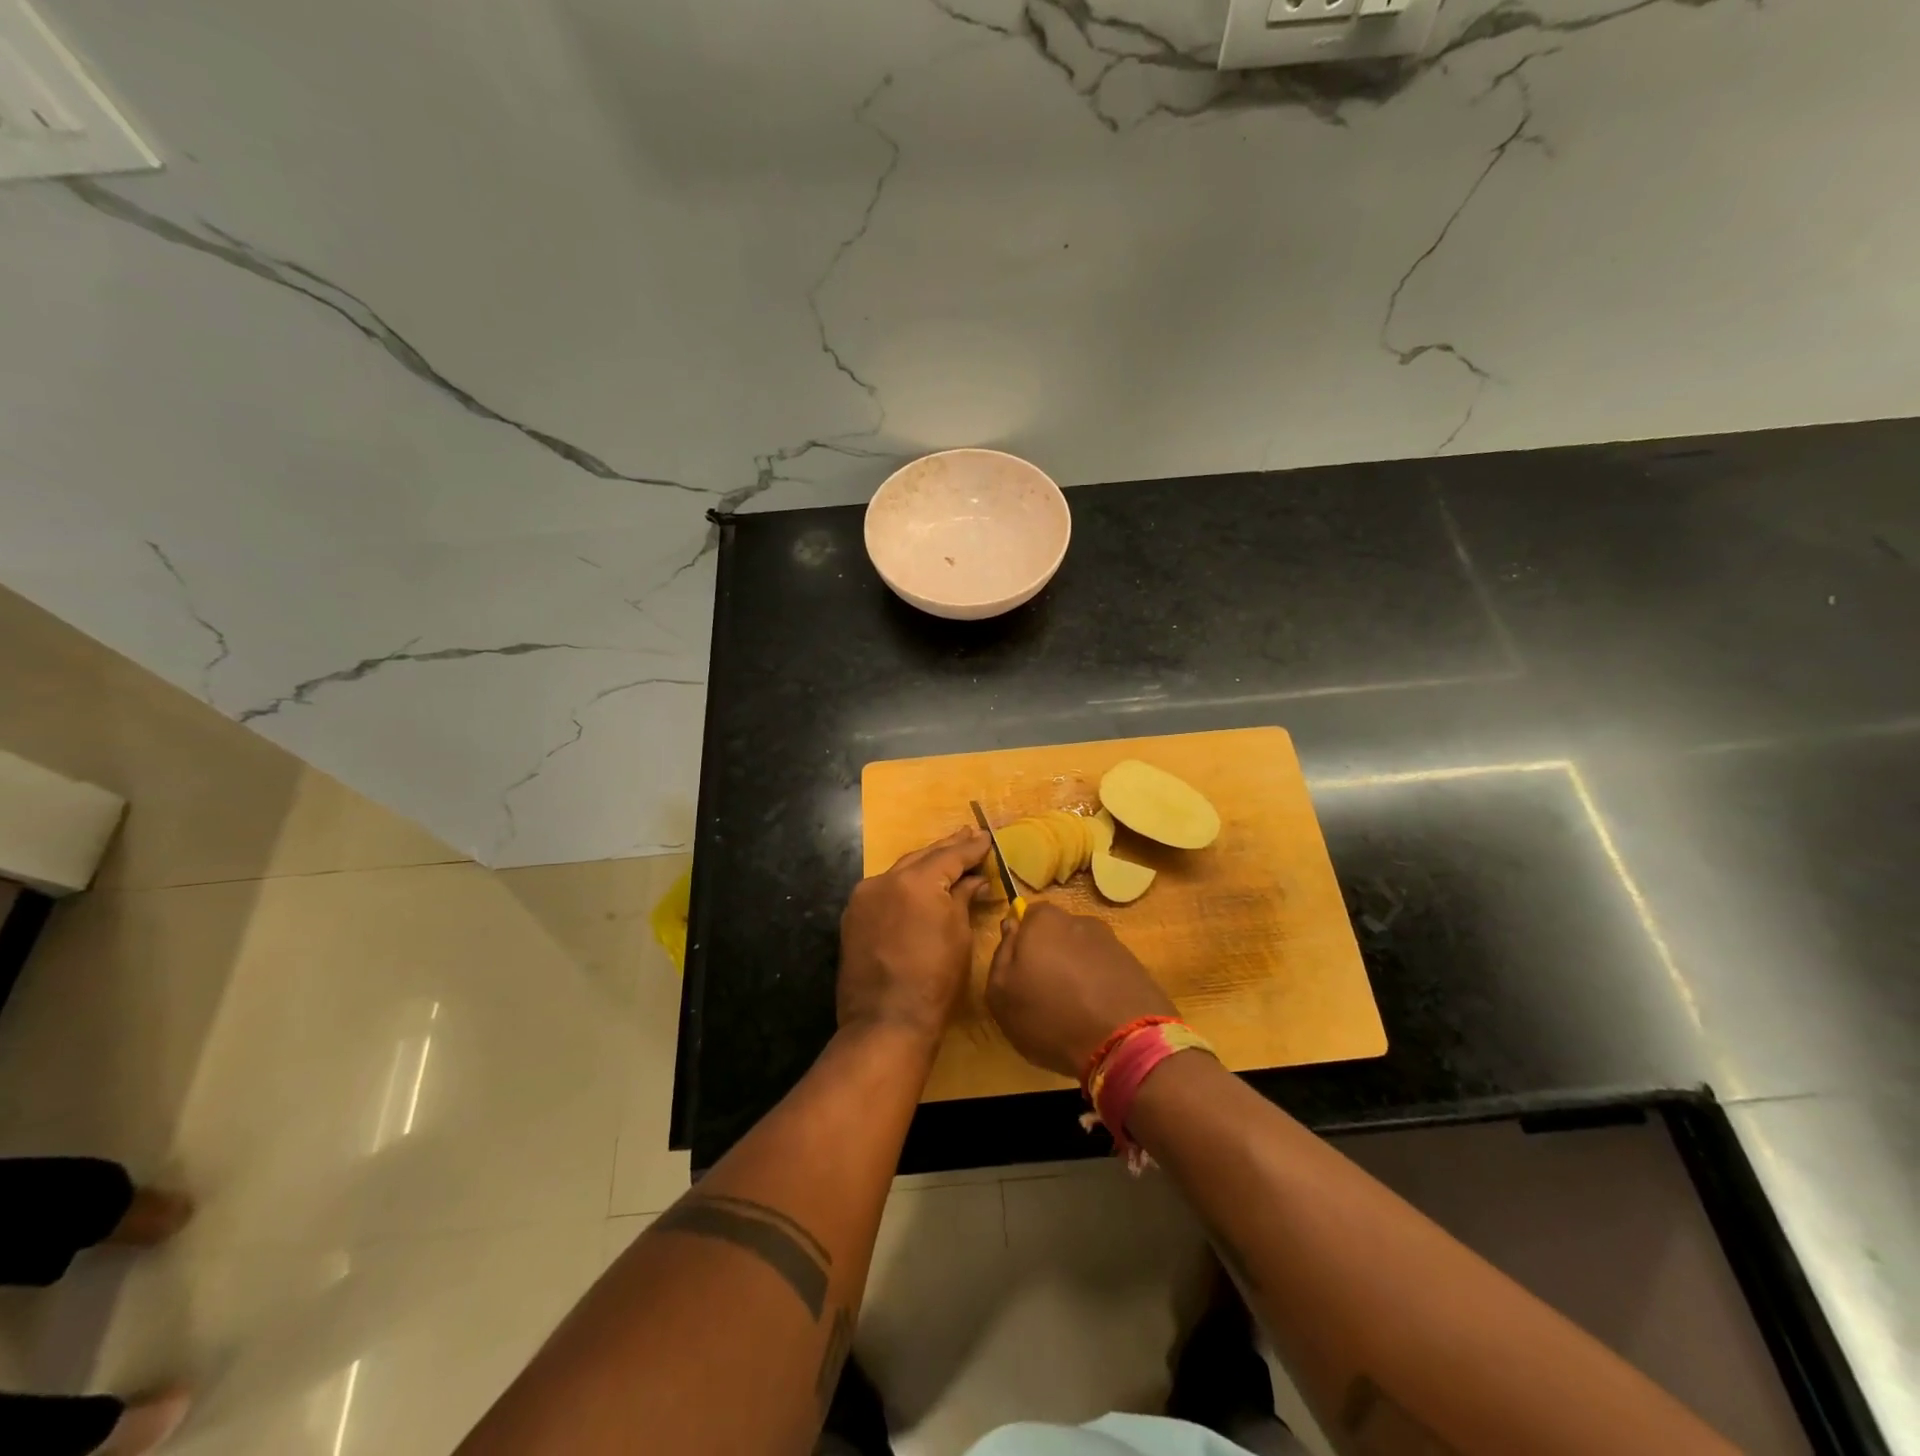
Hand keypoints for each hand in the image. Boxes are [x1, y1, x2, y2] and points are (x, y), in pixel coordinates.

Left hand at [837, 828, 991, 1044]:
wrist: (886, 1022)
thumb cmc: (935, 981)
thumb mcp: (959, 935)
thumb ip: (963, 898)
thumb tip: (973, 880)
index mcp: (916, 881)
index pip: (950, 856)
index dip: (972, 848)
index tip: (986, 837)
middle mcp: (885, 880)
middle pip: (922, 857)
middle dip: (947, 848)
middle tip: (968, 835)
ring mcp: (864, 897)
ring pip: (901, 871)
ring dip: (924, 864)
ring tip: (946, 855)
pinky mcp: (853, 916)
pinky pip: (884, 890)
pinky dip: (904, 884)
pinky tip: (917, 883)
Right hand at [985, 904, 1176, 1078]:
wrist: (1126, 1042)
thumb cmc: (1050, 1016)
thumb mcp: (1001, 994)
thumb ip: (1001, 954)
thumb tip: (1011, 927)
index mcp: (1044, 920)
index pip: (1026, 917)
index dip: (1021, 944)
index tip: (1020, 973)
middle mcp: (1079, 921)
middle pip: (1056, 934)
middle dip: (1049, 956)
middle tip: (1044, 993)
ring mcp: (1111, 942)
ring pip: (1082, 952)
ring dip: (1076, 972)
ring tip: (1074, 1009)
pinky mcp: (1135, 965)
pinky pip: (1106, 971)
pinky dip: (1099, 986)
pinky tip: (1096, 1014)